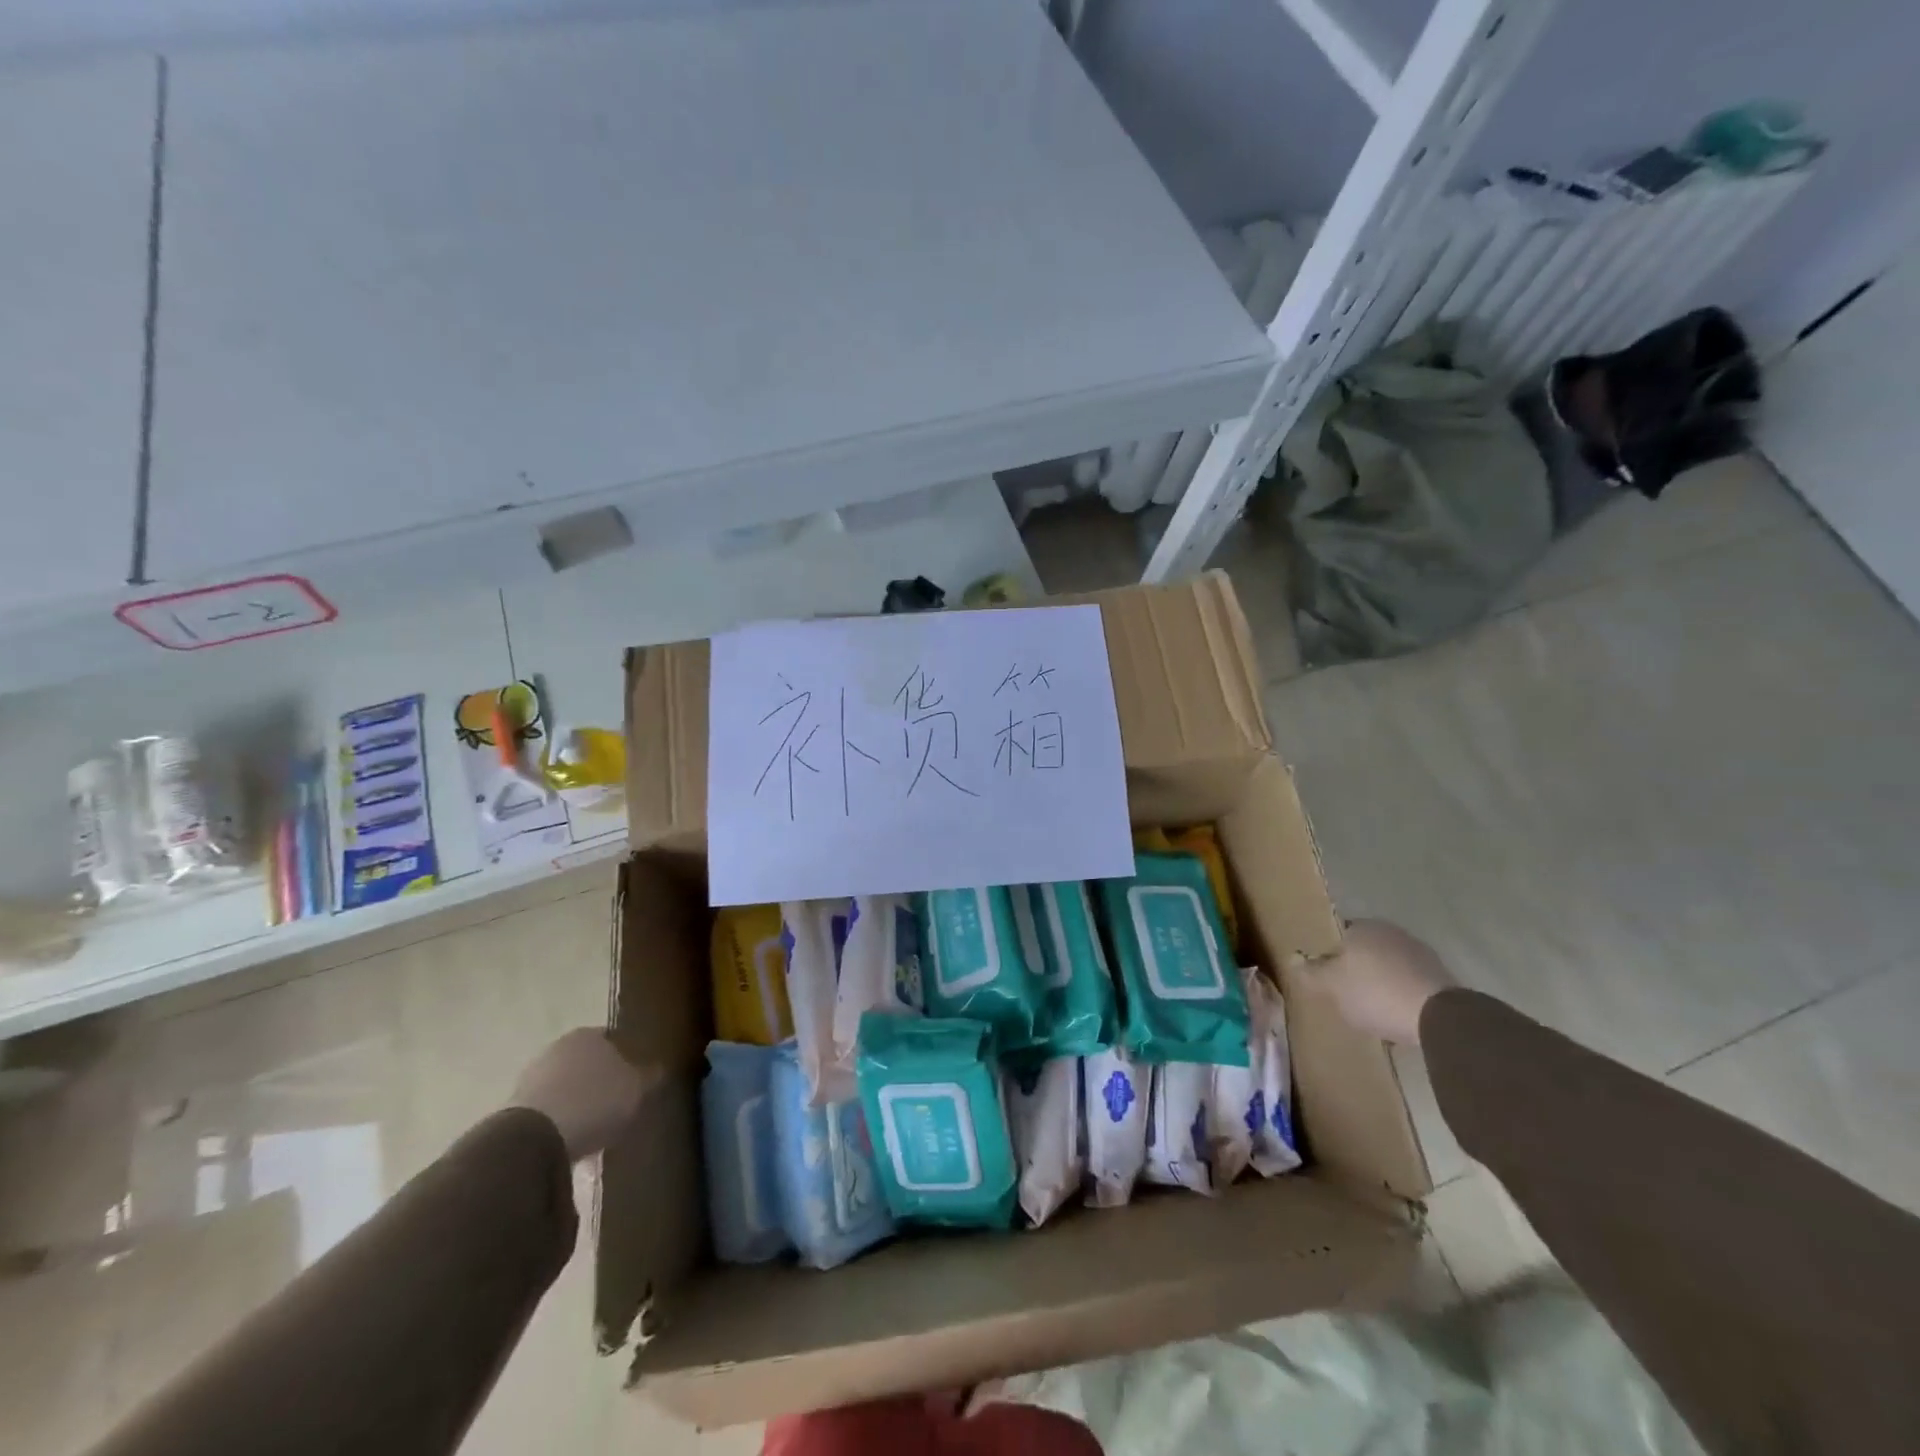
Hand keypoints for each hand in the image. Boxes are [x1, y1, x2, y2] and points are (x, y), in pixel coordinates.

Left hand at [508, 1028, 655, 1159]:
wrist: (534, 1138)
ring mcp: (531, 1076)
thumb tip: (658, 1070)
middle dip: (597, 1081)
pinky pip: (546, 1110)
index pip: (612, 1040)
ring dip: (575, 1103)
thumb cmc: (595, 1103)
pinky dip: (557, 1122)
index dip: (625, 1060)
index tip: (633, 1082)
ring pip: (564, 1086)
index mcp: (588, 1035)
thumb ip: (650, 1077)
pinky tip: (568, 1142)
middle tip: (614, 1106)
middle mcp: (558, 1047)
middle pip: (585, 1063)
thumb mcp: (637, 1090)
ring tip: (592, 1130)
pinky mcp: (513, 1107)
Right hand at [1295, 920, 1451, 1046]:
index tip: (1326, 976)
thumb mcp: (1331, 986)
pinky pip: (1410, 981)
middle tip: (1346, 992)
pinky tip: (1397, 1013)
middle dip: (1356, 968)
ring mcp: (1420, 952)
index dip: (1329, 955)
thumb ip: (1310, 972)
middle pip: (1365, 949)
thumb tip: (1292, 957)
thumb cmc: (1374, 993)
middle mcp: (1391, 932)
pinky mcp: (1441, 976)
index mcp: (1363, 927)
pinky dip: (1401, 993)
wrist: (1439, 1017)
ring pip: (1389, 965)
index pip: (1338, 934)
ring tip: (1373, 1007)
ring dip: (1381, 980)